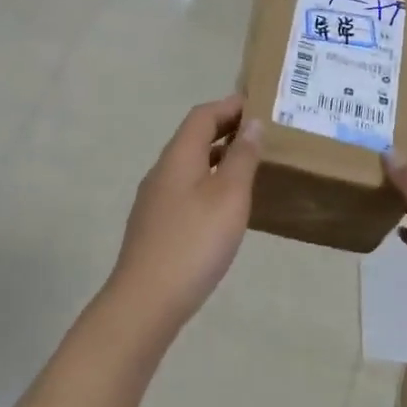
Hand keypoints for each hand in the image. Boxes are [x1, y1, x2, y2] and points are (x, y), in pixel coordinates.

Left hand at [107, 96, 261, 327]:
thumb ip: (242, 157)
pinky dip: (208, 184)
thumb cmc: (194, 242)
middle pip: (193, 138)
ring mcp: (154, 201)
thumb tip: (252, 123)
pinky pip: (185, 190)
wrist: (146, 301)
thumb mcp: (229, 196)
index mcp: (178, 157)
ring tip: (249, 168)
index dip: (230, 106)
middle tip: (261, 134)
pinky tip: (225, 207)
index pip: (202, 116)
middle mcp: (161, 172)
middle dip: (225, 130)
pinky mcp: (155, 227)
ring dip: (218, 158)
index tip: (259, 105)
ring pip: (189, 166)